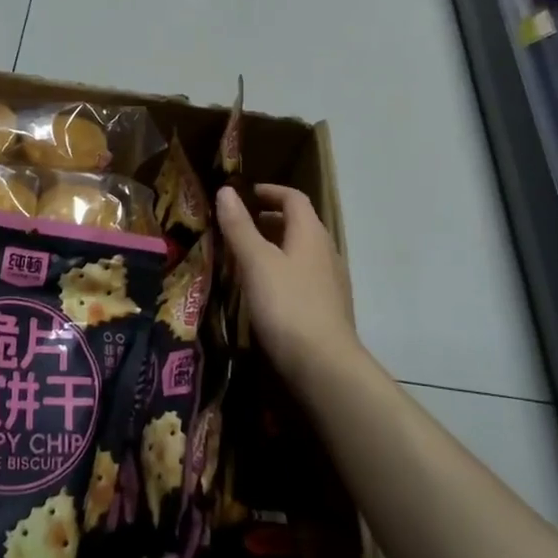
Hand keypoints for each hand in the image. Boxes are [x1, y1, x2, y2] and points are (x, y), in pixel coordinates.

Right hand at [217, 184, 362, 389]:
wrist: (324, 366)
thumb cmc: (287, 305)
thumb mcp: (256, 263)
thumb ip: (240, 227)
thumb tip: (226, 191)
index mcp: (311, 234)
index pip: (294, 199)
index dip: (271, 192)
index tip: (247, 194)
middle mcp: (326, 252)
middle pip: (300, 224)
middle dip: (271, 220)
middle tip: (240, 225)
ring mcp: (331, 282)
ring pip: (301, 252)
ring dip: (276, 247)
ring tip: (246, 257)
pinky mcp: (328, 308)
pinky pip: (303, 276)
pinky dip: (282, 271)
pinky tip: (264, 291)